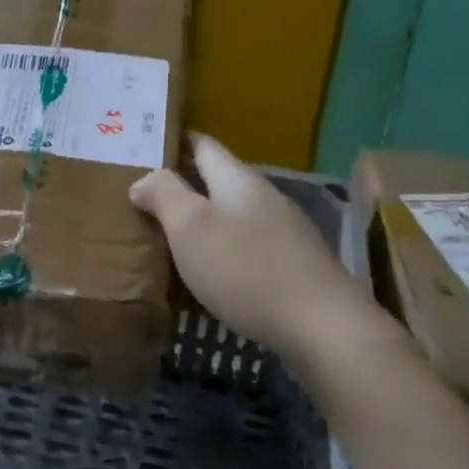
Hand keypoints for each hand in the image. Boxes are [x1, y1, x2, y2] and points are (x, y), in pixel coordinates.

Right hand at [130, 134, 379, 359]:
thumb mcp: (192, 227)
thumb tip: (144, 178)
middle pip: (218, 180)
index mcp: (237, 179)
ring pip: (234, 214)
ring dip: (204, 220)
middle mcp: (263, 196)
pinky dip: (224, 250)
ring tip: (171, 236)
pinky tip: (211, 272)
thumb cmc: (247, 269)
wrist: (324, 327)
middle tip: (145, 197)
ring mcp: (284, 231)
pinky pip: (248, 245)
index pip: (203, 144)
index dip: (175, 141)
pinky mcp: (295, 266)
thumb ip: (165, 195)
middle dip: (184, 184)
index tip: (144, 147)